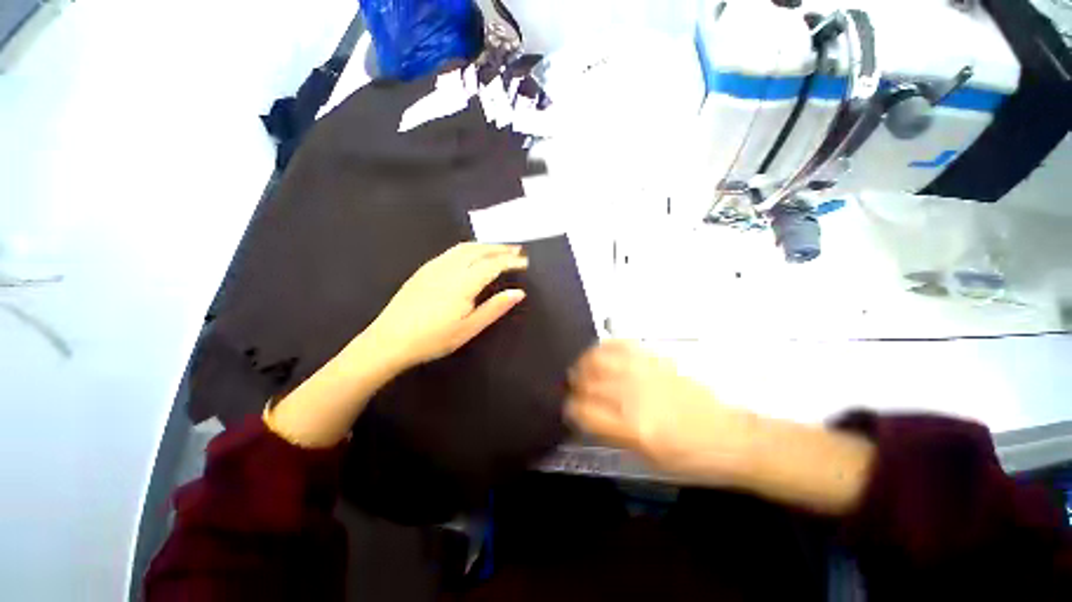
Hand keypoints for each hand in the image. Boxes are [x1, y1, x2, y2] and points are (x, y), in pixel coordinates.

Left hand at [368, 242, 527, 368]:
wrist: (389, 340)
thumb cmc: (433, 339)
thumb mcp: (469, 328)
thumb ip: (495, 308)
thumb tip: (518, 293)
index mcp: (463, 283)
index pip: (493, 264)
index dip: (511, 261)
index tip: (525, 262)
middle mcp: (450, 268)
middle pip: (480, 250)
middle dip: (500, 247)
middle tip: (517, 250)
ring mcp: (434, 266)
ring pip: (464, 247)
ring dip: (485, 245)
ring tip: (499, 248)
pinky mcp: (424, 269)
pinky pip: (451, 251)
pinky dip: (469, 247)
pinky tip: (471, 254)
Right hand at [566, 340, 758, 484]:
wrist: (729, 436)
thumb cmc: (689, 458)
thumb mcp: (647, 458)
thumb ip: (611, 432)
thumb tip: (585, 413)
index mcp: (631, 427)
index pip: (583, 410)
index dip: (570, 409)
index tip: (570, 409)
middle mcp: (633, 395)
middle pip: (587, 382)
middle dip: (574, 385)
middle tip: (574, 389)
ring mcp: (644, 372)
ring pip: (597, 358)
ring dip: (583, 363)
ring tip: (583, 369)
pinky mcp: (654, 359)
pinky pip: (620, 344)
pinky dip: (603, 347)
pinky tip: (600, 354)